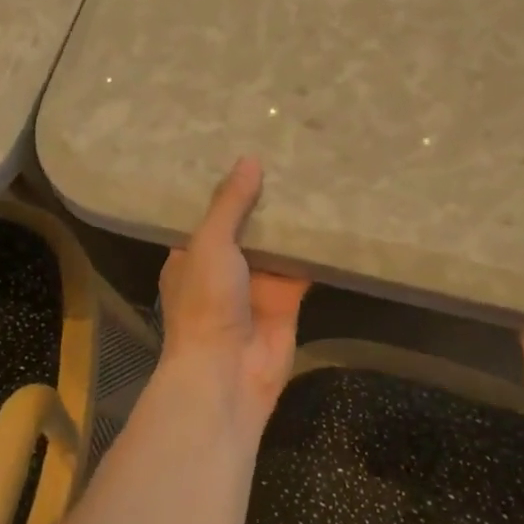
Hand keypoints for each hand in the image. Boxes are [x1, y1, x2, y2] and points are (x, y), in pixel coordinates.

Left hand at [156, 156, 308, 424]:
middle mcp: (221, 267)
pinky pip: (302, 267)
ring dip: (291, 220)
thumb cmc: (205, 303)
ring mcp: (255, 284)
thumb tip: (249, 160)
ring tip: (313, 174)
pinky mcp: (286, 300)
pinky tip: (333, 216)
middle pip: (246, 226)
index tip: (242, 151)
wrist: (227, 373)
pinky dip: (315, 248)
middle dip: (262, 198)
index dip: (224, 187)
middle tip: (287, 155)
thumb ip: (230, 204)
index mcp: (190, 254)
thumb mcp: (210, 243)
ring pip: (276, 244)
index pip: (206, 213)